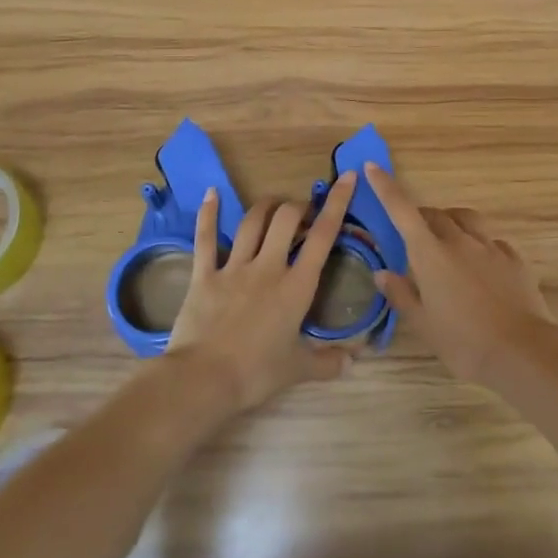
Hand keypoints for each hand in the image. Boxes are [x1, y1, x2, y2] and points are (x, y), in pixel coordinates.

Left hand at [165, 172, 358, 415]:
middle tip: (303, 213)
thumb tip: (353, 362)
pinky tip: (211, 194)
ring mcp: (234, 268)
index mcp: (296, 287)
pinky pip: (206, 238)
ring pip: (252, 222)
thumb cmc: (255, 374)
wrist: (203, 380)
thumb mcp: (297, 370)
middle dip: (298, 207)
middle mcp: (268, 268)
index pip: (323, 237)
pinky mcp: (205, 275)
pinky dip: (209, 214)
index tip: (347, 178)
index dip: (337, 203)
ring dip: (265, 207)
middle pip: (286, 219)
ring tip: (274, 205)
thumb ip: (327, 363)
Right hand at [364, 163, 557, 386]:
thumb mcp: (424, 324)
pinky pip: (492, 240)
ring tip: (448, 241)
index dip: (386, 187)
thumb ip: (402, 294)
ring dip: (452, 222)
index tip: (373, 167)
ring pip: (466, 219)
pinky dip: (480, 244)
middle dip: (421, 218)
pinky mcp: (514, 258)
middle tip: (414, 236)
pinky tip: (481, 265)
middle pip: (435, 215)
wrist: (521, 351)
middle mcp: (459, 240)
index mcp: (430, 254)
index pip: (402, 210)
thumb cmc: (463, 342)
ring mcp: (490, 246)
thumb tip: (382, 274)